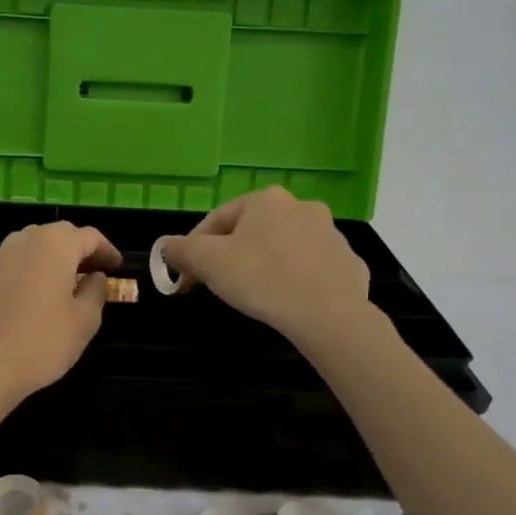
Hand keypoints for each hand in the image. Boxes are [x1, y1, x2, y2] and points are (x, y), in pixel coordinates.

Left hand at [0, 222, 121, 409]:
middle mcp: (26, 241)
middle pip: (59, 234)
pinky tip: (37, 296)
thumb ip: (96, 291)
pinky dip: (32, 270)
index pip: (89, 236)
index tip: (118, 267)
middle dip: (80, 249)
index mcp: (55, 245)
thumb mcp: (85, 321)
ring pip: (34, 245)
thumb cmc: (42, 342)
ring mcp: (0, 258)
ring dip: (54, 257)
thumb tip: (95, 277)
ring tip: (67, 282)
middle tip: (94, 272)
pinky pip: (15, 263)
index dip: (107, 250)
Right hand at [158, 187, 371, 346]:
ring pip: (286, 248)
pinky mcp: (350, 264)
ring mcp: (332, 235)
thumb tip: (165, 246)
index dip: (195, 247)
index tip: (186, 274)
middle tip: (219, 282)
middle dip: (233, 253)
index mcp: (266, 200)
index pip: (218, 219)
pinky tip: (289, 301)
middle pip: (254, 231)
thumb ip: (180, 250)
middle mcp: (302, 207)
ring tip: (256, 294)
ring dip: (268, 264)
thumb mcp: (207, 262)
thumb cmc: (260, 278)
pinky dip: (299, 280)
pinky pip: (314, 269)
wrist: (328, 314)